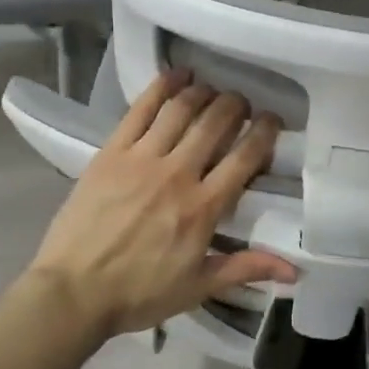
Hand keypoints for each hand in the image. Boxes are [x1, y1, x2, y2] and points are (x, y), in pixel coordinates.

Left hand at [29, 71, 296, 338]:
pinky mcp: (111, 152)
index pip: (245, 157)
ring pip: (182, 109)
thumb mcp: (198, 287)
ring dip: (204, 93)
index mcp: (204, 208)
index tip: (272, 121)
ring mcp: (142, 159)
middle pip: (216, 123)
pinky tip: (177, 74)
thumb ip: (246, 268)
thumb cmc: (138, 294)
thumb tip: (295, 271)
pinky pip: (141, 109)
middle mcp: (178, 174)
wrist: (72, 292)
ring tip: (212, 90)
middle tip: (241, 105)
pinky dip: (162, 86)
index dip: (265, 132)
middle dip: (236, 106)